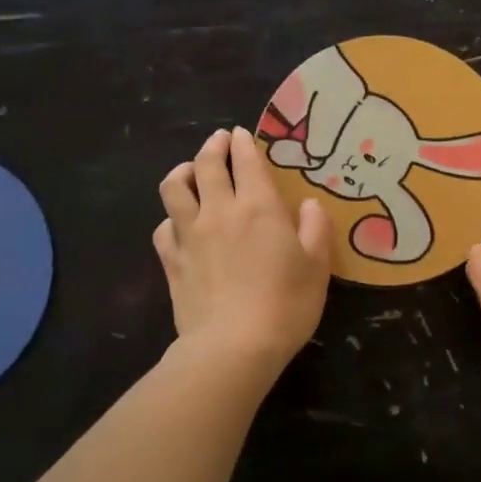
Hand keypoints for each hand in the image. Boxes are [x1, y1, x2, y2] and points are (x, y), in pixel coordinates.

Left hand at [155, 128, 330, 371]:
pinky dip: (170, 218)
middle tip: (219, 141)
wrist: (234, 346)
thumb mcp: (317, 266)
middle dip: (212, 146)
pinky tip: (178, 224)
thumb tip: (309, 204)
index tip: (240, 134)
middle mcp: (219, 211)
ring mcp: (190, 235)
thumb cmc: (286, 304)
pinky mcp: (172, 261)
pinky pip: (163, 228)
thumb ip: (315, 228)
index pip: (246, 161)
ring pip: (174, 188)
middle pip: (206, 165)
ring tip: (191, 172)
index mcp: (259, 206)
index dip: (242, 143)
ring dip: (183, 172)